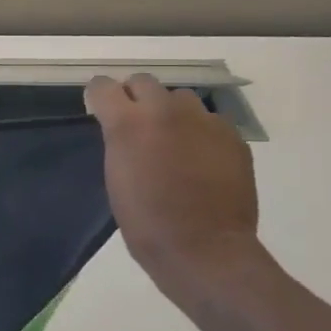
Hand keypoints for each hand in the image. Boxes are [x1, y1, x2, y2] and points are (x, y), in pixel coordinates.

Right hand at [86, 74, 262, 301]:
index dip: (99, 97)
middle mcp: (165, 111)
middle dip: (135, 97)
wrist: (203, 248)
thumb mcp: (115, 175)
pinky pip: (209, 120)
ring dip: (170, 112)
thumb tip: (124, 128)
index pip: (103, 86)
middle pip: (144, 81)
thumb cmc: (145, 221)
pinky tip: (199, 159)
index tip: (99, 112)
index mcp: (127, 124)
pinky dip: (199, 132)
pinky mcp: (232, 136)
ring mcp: (203, 121)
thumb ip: (118, 140)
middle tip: (136, 125)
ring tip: (171, 141)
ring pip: (180, 98)